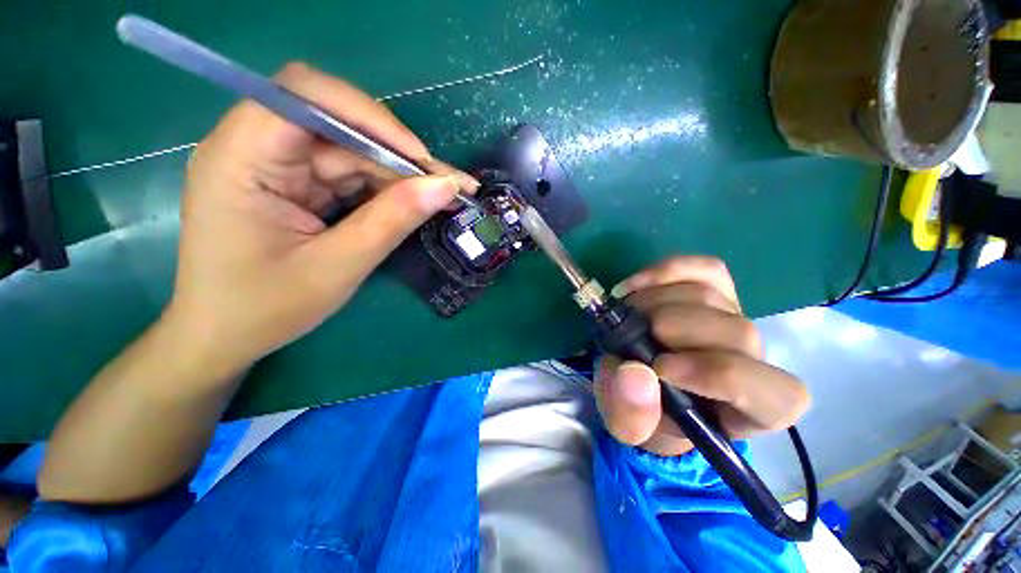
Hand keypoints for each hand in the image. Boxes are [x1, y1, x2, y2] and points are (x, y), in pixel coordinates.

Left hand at [167, 62, 476, 374]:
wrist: (225, 337)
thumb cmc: (265, 308)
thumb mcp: (337, 267)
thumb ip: (392, 221)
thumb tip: (445, 186)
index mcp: (240, 158)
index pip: (305, 96)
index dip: (370, 118)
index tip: (420, 159)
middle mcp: (255, 148)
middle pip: (338, 124)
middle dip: (398, 153)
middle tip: (448, 184)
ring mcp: (278, 166)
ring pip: (352, 151)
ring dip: (400, 174)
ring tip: (444, 195)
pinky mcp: (297, 185)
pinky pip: (350, 174)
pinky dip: (386, 189)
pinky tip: (414, 203)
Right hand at [594, 256, 809, 456]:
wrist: (645, 381)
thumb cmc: (646, 411)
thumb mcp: (628, 425)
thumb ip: (631, 414)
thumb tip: (636, 374)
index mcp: (752, 410)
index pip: (767, 392)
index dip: (715, 374)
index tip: (659, 368)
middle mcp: (756, 360)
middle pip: (735, 331)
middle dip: (671, 327)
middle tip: (627, 334)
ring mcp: (737, 318)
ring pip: (709, 296)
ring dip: (653, 302)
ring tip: (625, 316)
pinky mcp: (718, 290)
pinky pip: (705, 269)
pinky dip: (666, 271)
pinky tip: (635, 285)